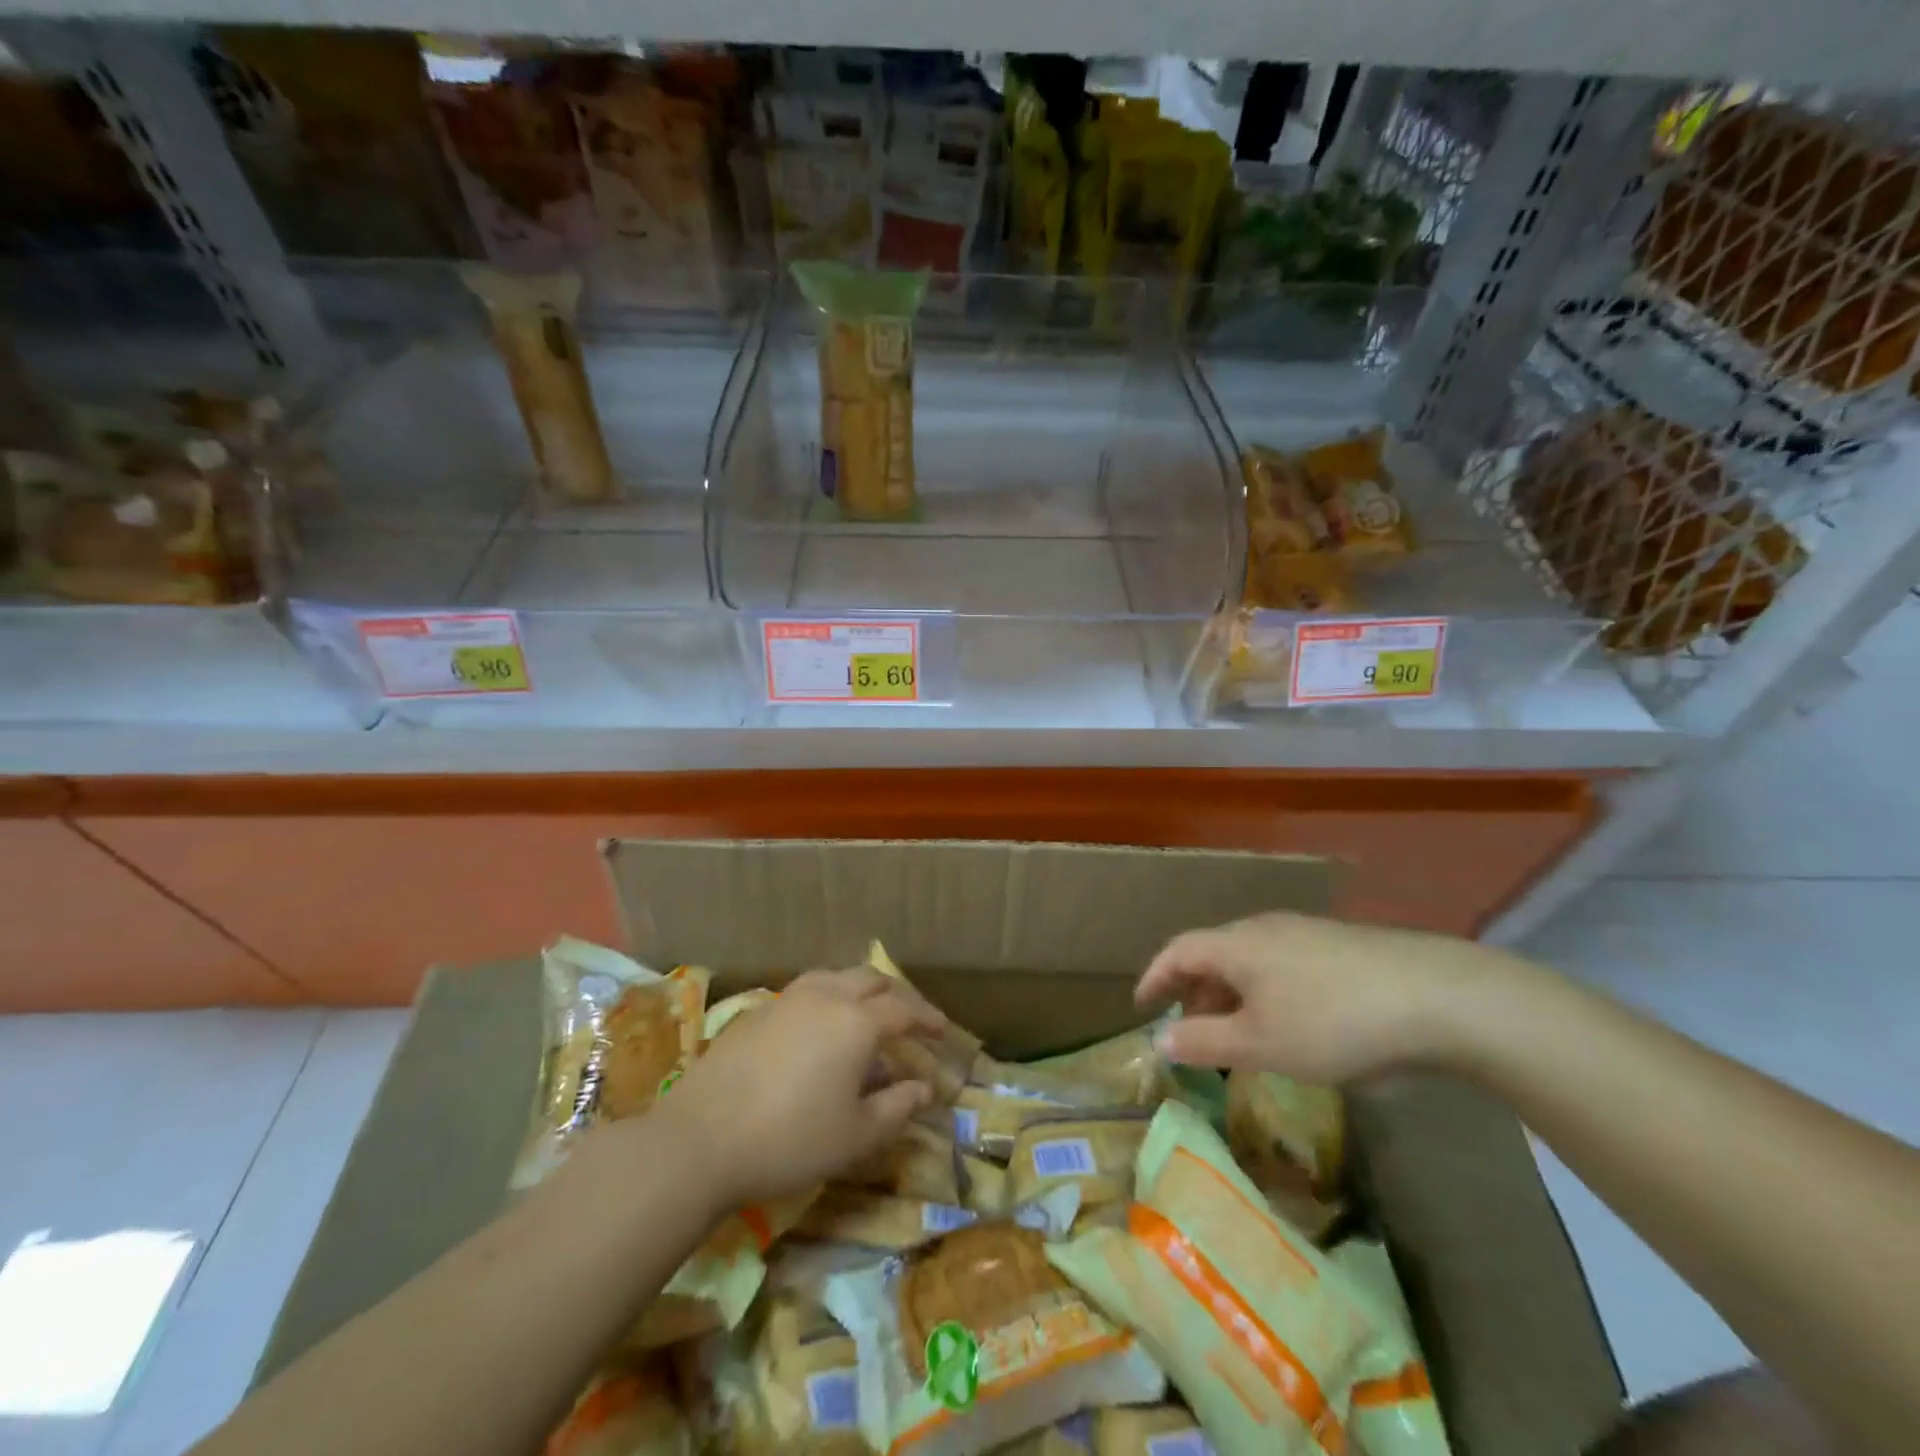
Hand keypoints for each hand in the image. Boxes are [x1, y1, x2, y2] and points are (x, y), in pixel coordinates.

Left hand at [660, 968, 948, 1208]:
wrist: (700, 1139)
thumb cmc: (789, 1140)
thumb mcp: (855, 1136)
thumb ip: (896, 1108)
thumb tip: (923, 1089)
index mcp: (857, 1022)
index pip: (904, 1009)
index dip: (927, 1019)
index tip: (942, 1031)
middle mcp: (826, 997)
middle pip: (872, 981)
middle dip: (897, 996)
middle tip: (910, 1019)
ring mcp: (788, 1000)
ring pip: (836, 978)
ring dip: (861, 991)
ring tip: (868, 1014)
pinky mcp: (758, 1012)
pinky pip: (808, 992)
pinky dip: (829, 1000)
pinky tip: (821, 1028)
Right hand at [1135, 911, 1524, 1083]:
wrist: (1437, 997)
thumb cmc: (1332, 1021)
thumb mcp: (1261, 1044)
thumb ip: (1204, 1041)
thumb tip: (1159, 1040)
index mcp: (1236, 944)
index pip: (1178, 951)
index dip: (1154, 977)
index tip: (1141, 1007)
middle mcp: (1264, 928)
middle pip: (1214, 955)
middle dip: (1195, 993)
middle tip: (1193, 1035)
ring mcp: (1305, 933)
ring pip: (1250, 962)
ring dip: (1233, 996)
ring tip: (1240, 1037)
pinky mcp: (1339, 947)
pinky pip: (1282, 966)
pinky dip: (1266, 993)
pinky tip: (1291, 1025)